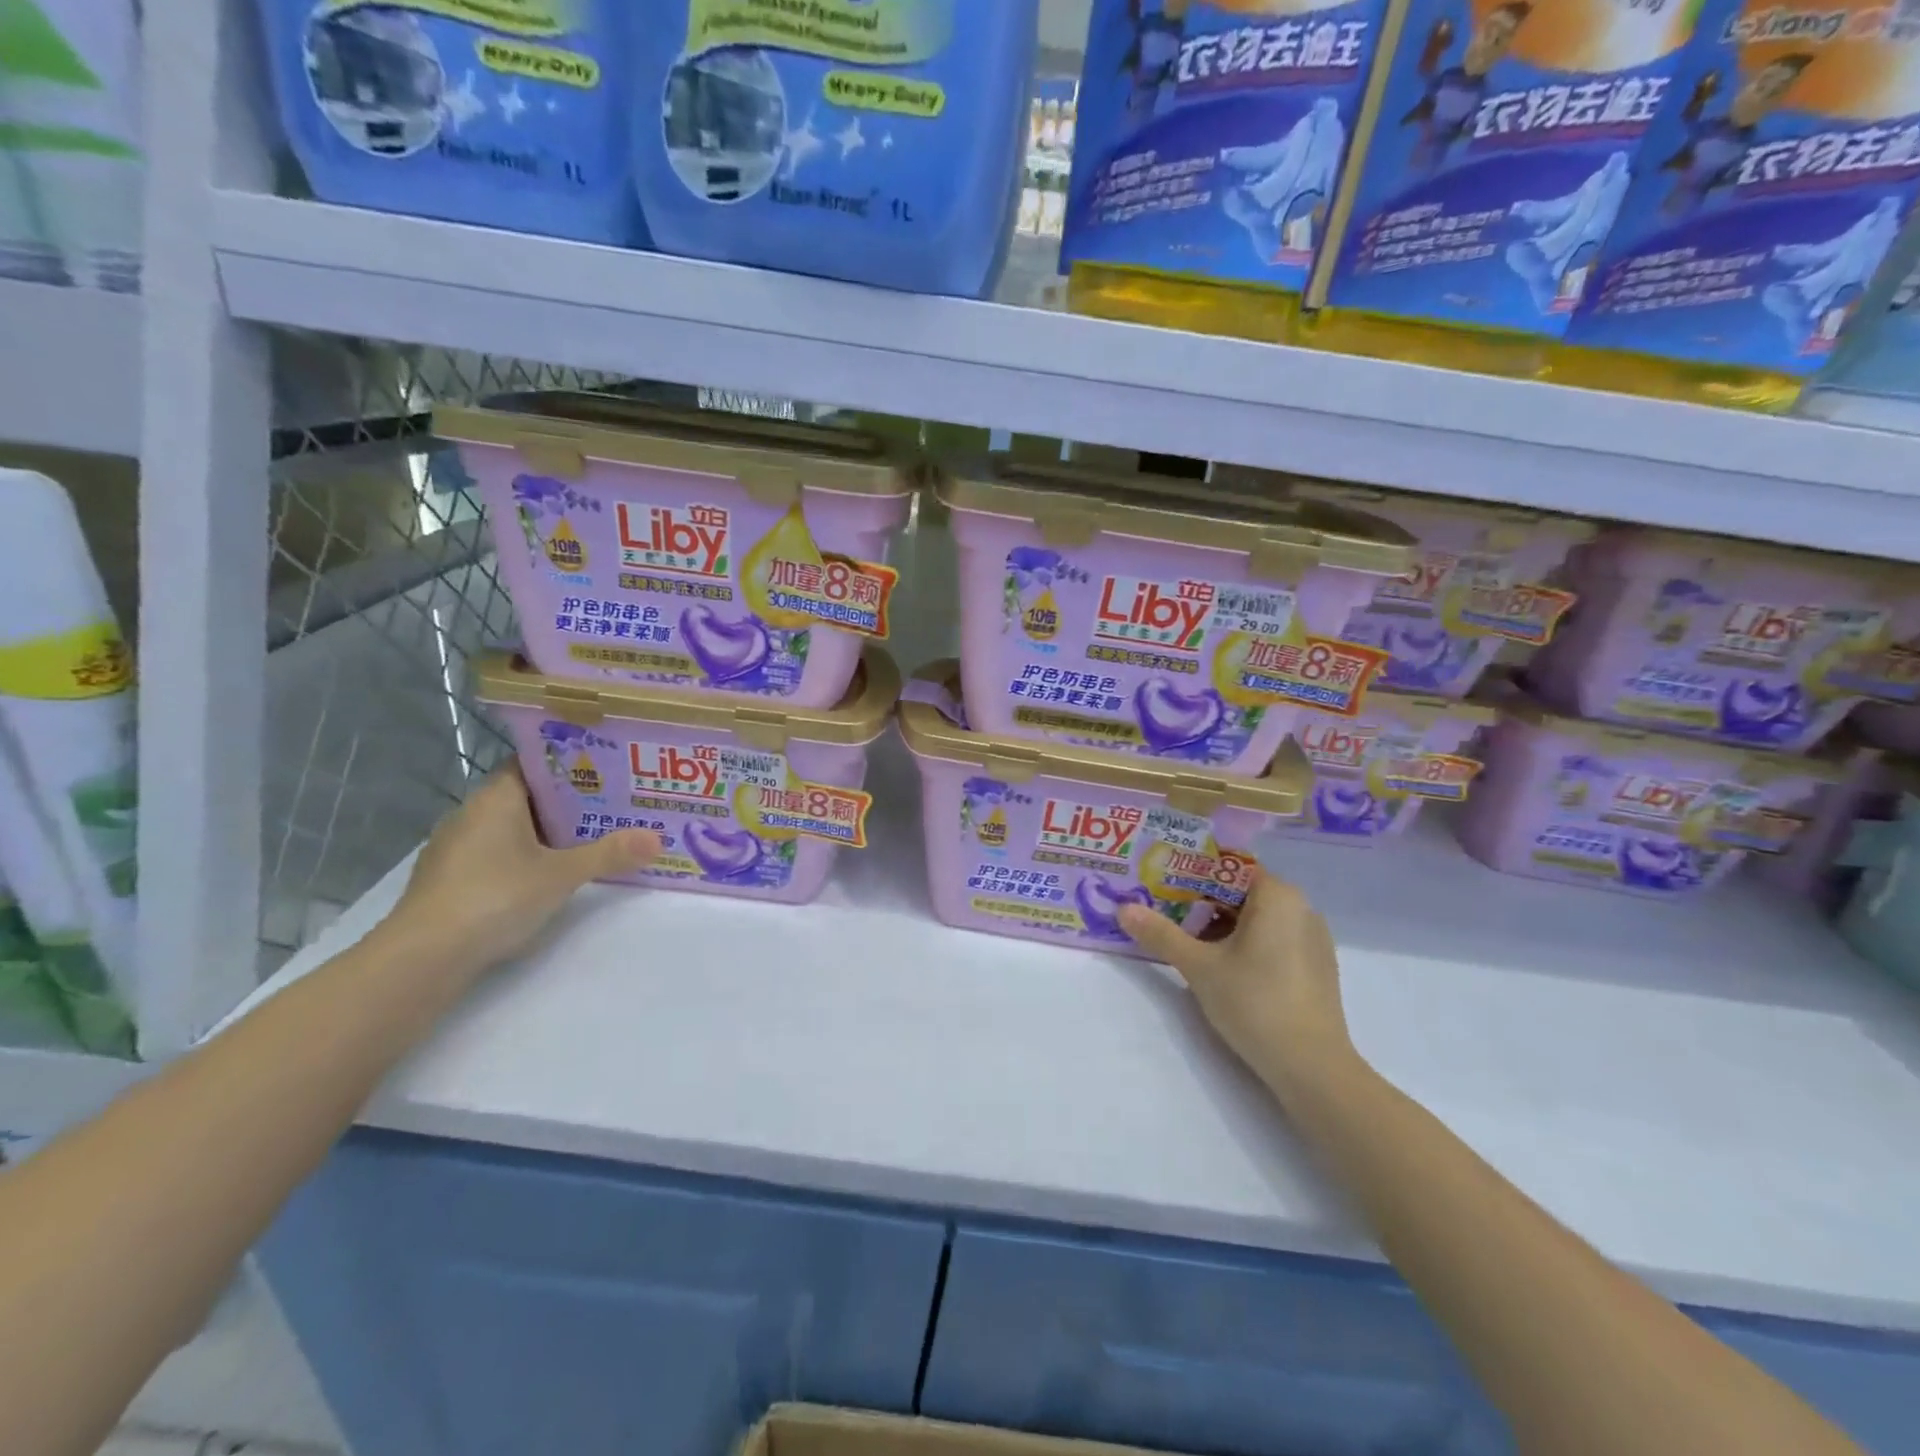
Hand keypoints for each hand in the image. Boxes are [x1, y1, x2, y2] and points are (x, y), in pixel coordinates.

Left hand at [384, 764, 659, 976]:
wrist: (423, 957)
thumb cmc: (495, 896)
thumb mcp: (562, 875)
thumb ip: (609, 854)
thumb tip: (657, 839)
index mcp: (496, 798)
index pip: (533, 765)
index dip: (569, 765)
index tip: (606, 772)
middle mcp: (471, 814)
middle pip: (526, 797)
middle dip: (566, 803)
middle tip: (611, 807)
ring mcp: (455, 849)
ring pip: (509, 829)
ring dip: (544, 834)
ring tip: (588, 841)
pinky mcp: (449, 880)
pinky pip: (494, 855)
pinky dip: (522, 858)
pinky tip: (546, 877)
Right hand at [1118, 871, 1354, 1100]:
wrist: (1312, 1068)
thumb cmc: (1255, 1002)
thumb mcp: (1199, 966)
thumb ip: (1160, 934)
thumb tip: (1123, 909)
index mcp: (1277, 896)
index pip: (1227, 866)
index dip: (1190, 870)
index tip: (1159, 880)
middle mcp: (1300, 908)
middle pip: (1240, 891)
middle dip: (1199, 899)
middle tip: (1161, 908)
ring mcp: (1311, 939)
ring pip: (1256, 917)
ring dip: (1219, 923)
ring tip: (1181, 936)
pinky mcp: (1314, 967)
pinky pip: (1272, 938)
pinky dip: (1243, 942)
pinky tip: (1217, 963)